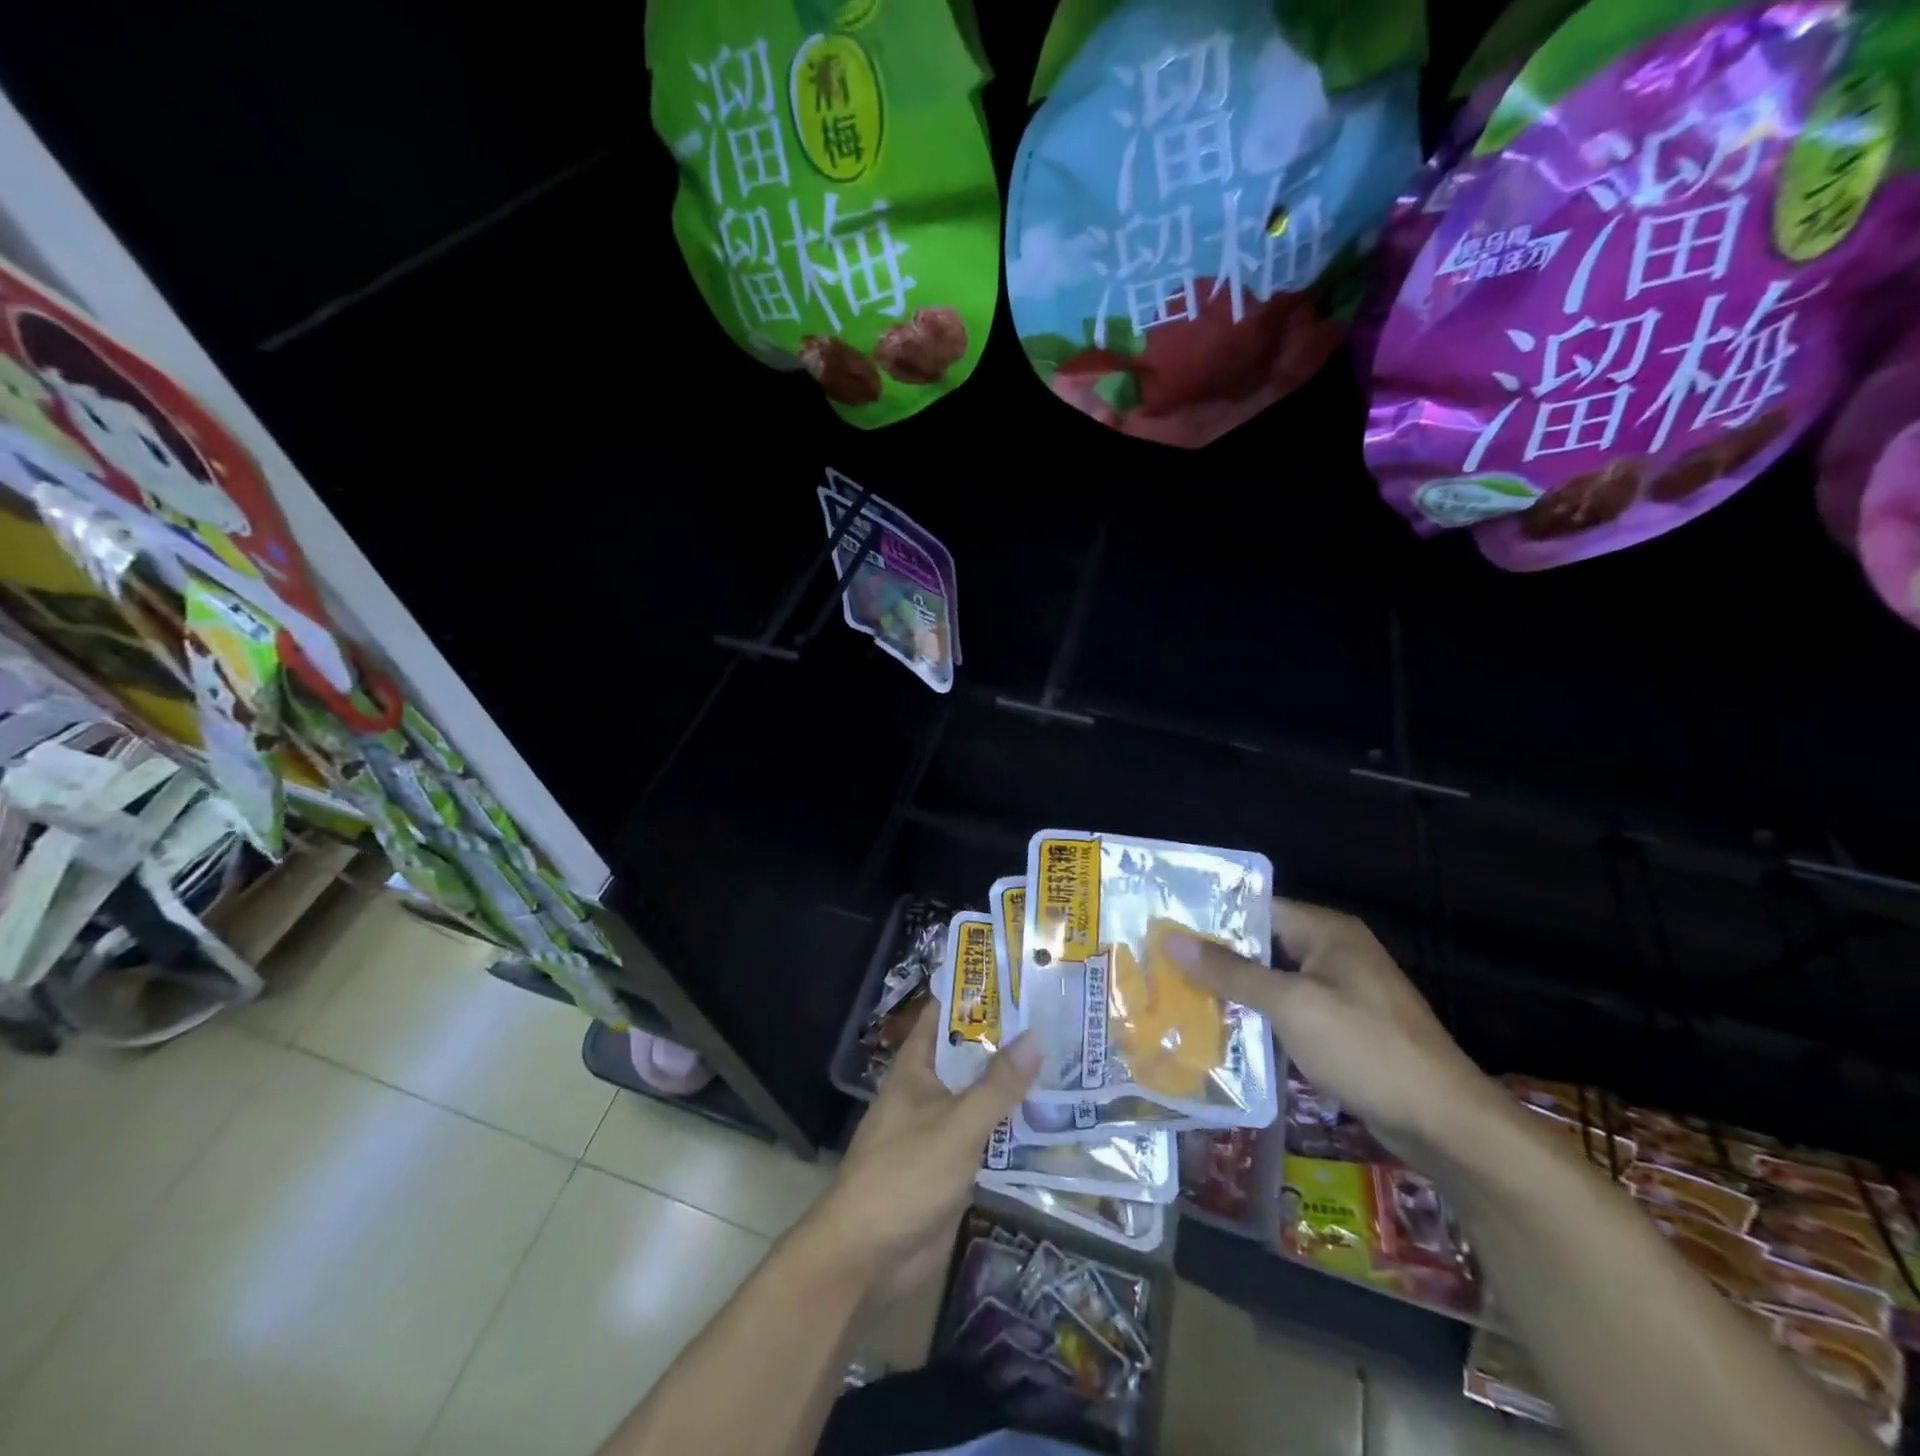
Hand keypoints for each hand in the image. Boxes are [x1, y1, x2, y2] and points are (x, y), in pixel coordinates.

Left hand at [807, 1006, 1039, 1300]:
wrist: (866, 1256)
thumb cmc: (905, 1175)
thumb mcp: (956, 1125)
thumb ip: (997, 1086)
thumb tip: (1035, 1036)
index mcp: (917, 1068)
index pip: (945, 1015)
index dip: (976, 994)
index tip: (1017, 977)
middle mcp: (928, 1090)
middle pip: (969, 1055)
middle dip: (1006, 1040)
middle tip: (1057, 1019)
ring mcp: (940, 1128)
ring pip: (981, 1096)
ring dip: (1013, 1085)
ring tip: (1065, 1061)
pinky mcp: (952, 1165)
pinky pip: (986, 1135)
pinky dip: (1012, 1126)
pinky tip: (1050, 1119)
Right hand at [1159, 898, 1494, 1155]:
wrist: (1445, 1123)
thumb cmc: (1365, 1048)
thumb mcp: (1290, 1005)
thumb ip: (1230, 971)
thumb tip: (1172, 940)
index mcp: (1327, 931)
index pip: (1257, 909)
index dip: (1212, 918)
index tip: (1165, 930)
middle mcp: (1334, 952)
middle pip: (1263, 945)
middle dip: (1217, 958)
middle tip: (1162, 966)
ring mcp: (1342, 992)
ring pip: (1274, 981)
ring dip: (1235, 992)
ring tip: (1180, 999)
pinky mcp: (1344, 1028)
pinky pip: (1290, 1011)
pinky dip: (1260, 1018)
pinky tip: (1223, 1034)